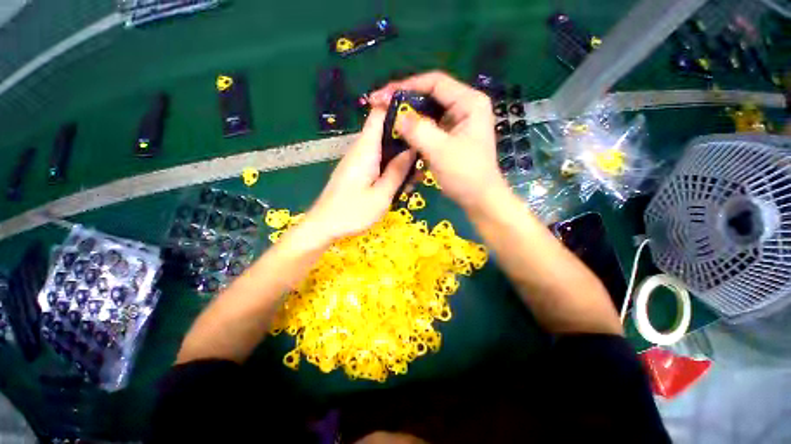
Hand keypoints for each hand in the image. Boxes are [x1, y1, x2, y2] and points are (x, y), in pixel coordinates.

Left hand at [305, 107, 415, 241]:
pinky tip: (400, 186)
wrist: (324, 226)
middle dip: (406, 144)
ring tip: (414, 179)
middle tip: (423, 161)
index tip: (419, 117)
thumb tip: (412, 149)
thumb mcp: (382, 195)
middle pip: (386, 134)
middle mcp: (361, 150)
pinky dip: (391, 170)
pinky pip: (377, 163)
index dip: (397, 109)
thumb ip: (397, 171)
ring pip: (384, 151)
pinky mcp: (357, 172)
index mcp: (366, 149)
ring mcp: (358, 161)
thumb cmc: (353, 212)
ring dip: (401, 161)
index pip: (379, 114)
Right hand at [369, 71, 507, 211]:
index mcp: (469, 103)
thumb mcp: (440, 151)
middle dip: (405, 102)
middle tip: (381, 108)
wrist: (479, 199)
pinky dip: (415, 131)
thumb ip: (418, 130)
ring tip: (387, 120)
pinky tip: (401, 134)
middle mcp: (465, 107)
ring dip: (408, 117)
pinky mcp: (451, 137)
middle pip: (430, 96)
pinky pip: (429, 128)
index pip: (435, 83)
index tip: (383, 96)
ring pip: (428, 113)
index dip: (407, 86)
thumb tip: (397, 116)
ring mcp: (457, 123)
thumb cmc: (465, 174)